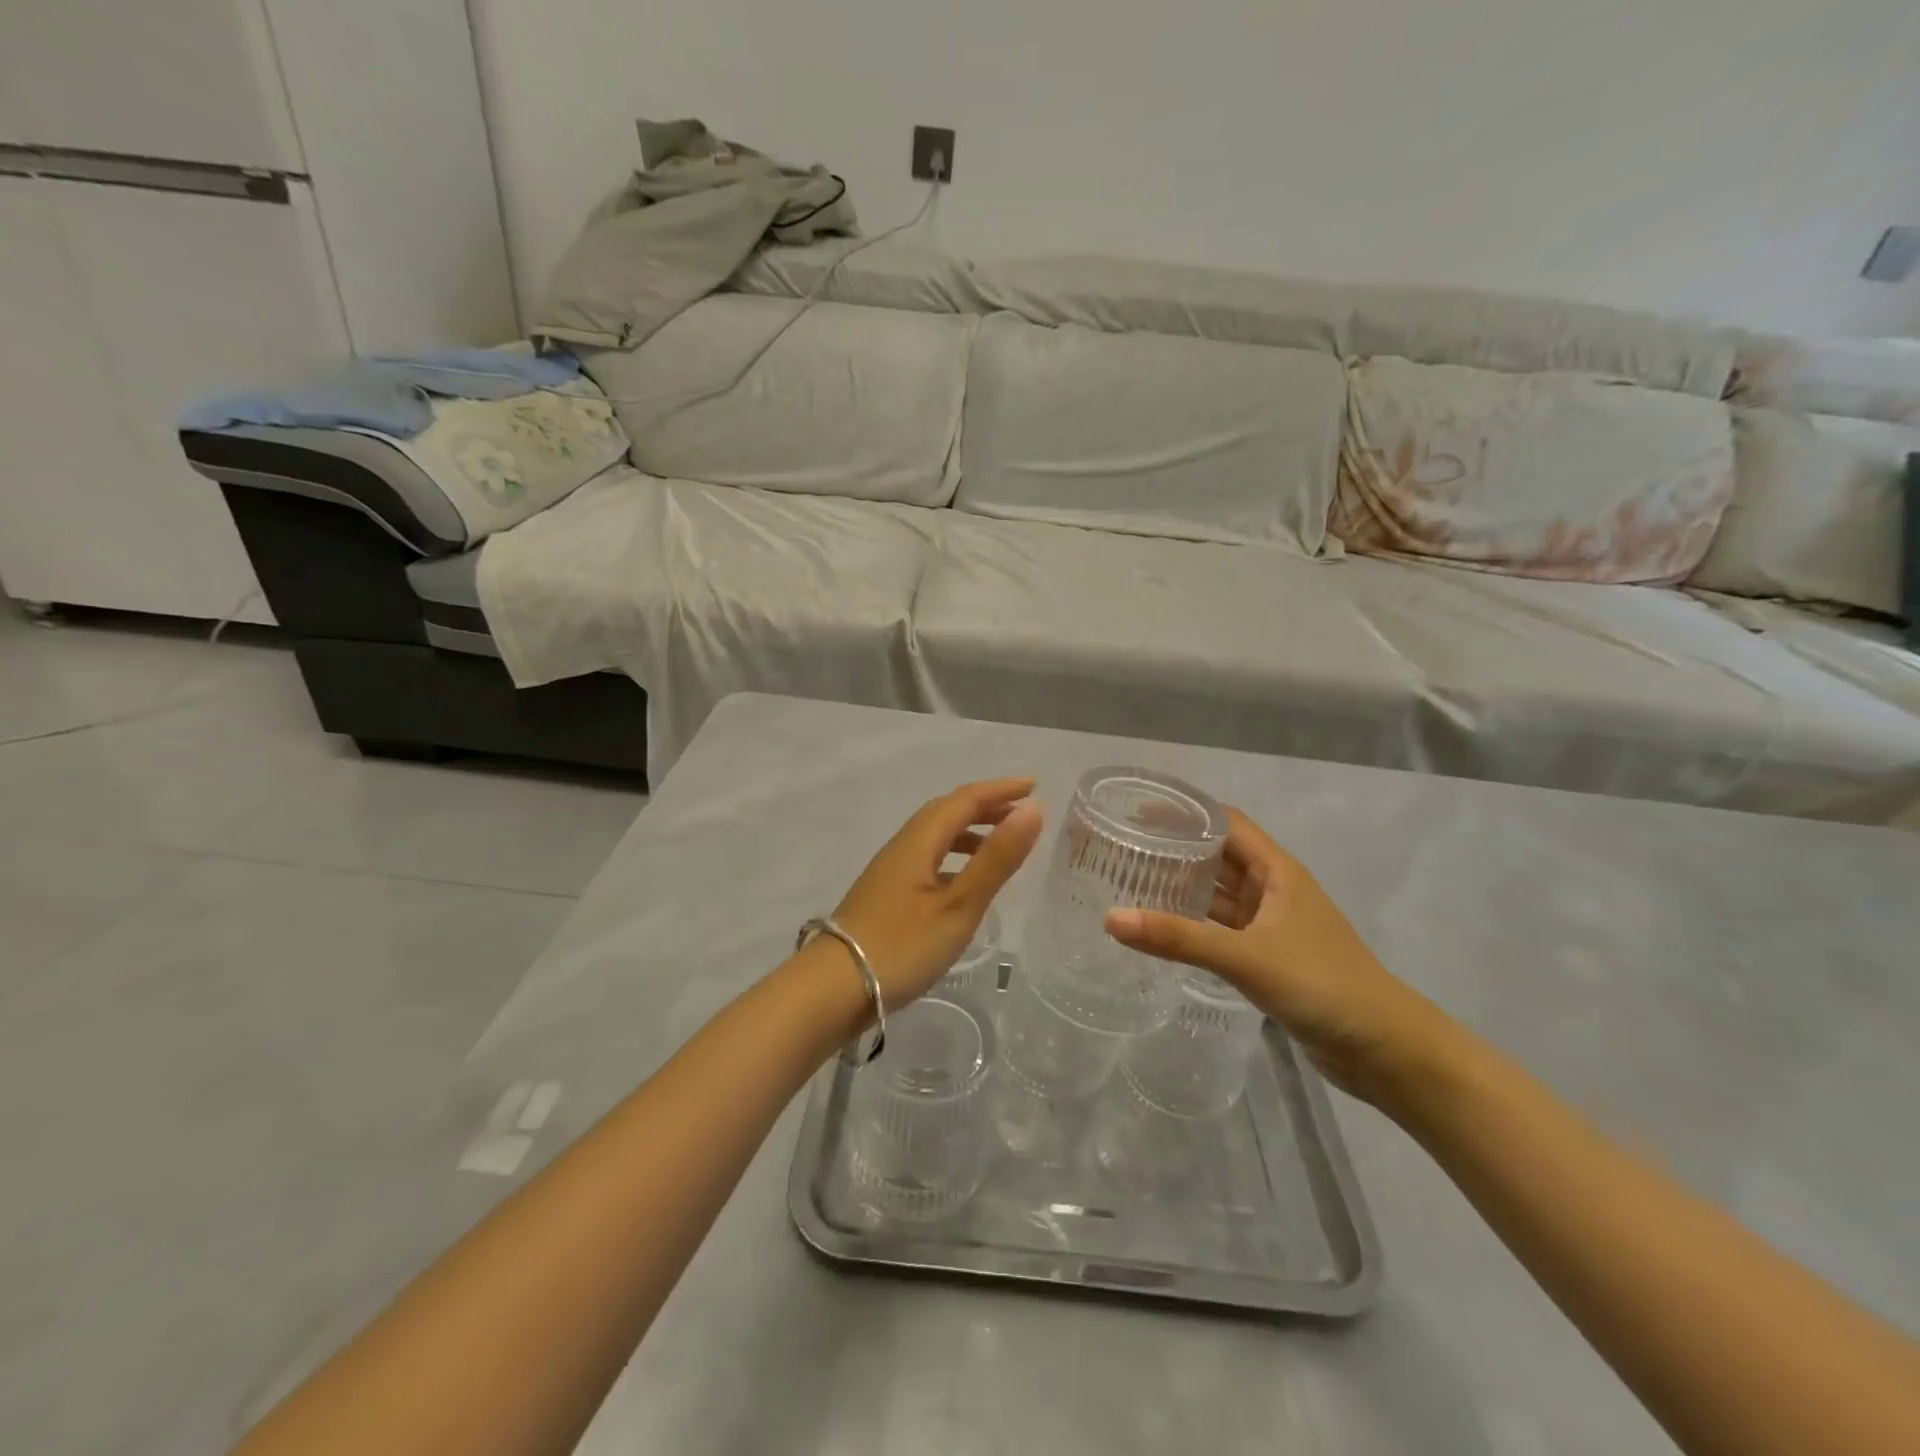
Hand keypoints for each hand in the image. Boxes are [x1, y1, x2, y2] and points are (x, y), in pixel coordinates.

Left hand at [831, 777, 1044, 1009]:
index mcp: (919, 842)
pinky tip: (964, 883)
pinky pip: (928, 860)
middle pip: (946, 813)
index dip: (999, 790)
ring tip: (1000, 846)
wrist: (833, 989)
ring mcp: (890, 872)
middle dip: (985, 806)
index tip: (1034, 785)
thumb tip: (1032, 810)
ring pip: (935, 837)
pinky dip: (954, 858)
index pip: (964, 800)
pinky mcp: (886, 896)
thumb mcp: (959, 905)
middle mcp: (902, 847)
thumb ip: (996, 859)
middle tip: (1021, 813)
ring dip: (969, 832)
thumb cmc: (901, 946)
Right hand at [1105, 808, 1451, 1103]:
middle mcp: (1272, 889)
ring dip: (1182, 888)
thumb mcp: (1246, 957)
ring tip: (1129, 884)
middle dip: (1175, 849)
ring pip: (1218, 895)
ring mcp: (1270, 925)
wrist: (1385, 1050)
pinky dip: (1192, 925)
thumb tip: (1111, 919)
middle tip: (1122, 849)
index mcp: (1276, 871)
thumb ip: (1179, 939)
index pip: (1224, 823)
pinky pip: (1221, 929)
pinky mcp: (1267, 957)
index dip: (1184, 813)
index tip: (1136, 811)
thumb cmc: (1322, 985)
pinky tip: (1160, 930)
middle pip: (1217, 856)